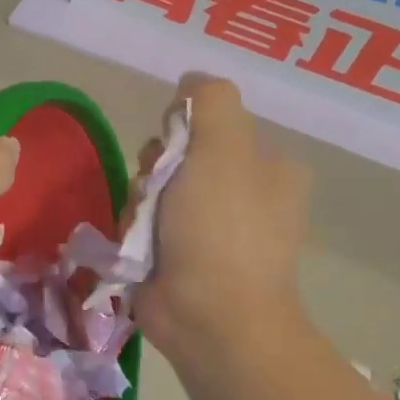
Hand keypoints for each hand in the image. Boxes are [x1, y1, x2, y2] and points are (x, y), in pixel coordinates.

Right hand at [133, 75, 310, 377]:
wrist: (211, 318)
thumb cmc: (223, 228)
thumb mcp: (225, 147)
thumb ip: (211, 101)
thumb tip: (191, 82)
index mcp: (266, 167)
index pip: (212, 123)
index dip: (184, 128)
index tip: (177, 147)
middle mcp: (242, 194)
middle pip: (177, 155)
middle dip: (157, 168)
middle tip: (159, 191)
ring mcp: (209, 230)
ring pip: (153, 189)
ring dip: (140, 201)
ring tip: (146, 228)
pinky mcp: (178, 258)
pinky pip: (142, 224)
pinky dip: (133, 231)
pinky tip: (137, 247)